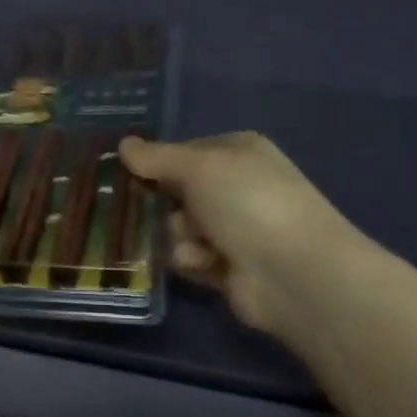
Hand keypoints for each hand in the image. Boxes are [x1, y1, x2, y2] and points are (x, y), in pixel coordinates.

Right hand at [119, 133, 363, 334]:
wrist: (293, 272)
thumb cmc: (247, 203)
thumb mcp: (198, 167)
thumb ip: (156, 157)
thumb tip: (124, 144)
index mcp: (237, 152)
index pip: (181, 152)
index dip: (154, 163)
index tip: (127, 173)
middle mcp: (235, 186)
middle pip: (174, 191)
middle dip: (160, 203)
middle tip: (146, 210)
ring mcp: (233, 227)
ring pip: (176, 226)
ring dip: (178, 235)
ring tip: (195, 244)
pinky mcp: (226, 265)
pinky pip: (188, 257)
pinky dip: (191, 260)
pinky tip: (206, 264)